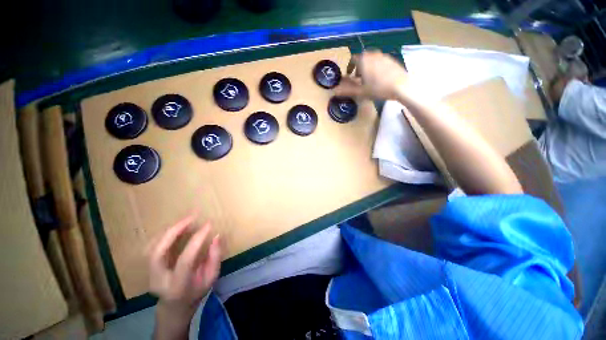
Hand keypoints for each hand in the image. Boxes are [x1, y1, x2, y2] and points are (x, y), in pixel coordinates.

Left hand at [148, 215, 221, 318]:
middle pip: (159, 252)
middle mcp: (159, 279)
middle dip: (175, 230)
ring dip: (169, 230)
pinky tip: (176, 227)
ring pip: (152, 247)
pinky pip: (152, 246)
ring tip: (186, 219)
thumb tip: (216, 236)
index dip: (197, 240)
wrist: (174, 307)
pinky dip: (164, 234)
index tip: (209, 224)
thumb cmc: (196, 292)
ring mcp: (150, 273)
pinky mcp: (148, 267)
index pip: (185, 260)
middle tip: (192, 217)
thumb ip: (214, 257)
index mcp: (178, 285)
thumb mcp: (211, 278)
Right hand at [335, 51, 408, 100]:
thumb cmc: (378, 89)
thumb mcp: (361, 92)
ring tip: (368, 78)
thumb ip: (347, 90)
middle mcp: (373, 54)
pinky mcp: (391, 59)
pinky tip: (379, 77)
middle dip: (359, 67)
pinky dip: (376, 67)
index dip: (349, 67)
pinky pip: (380, 61)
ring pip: (372, 59)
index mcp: (364, 60)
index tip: (349, 75)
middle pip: (363, 58)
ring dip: (367, 66)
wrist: (401, 87)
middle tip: (358, 78)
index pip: (353, 59)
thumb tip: (335, 92)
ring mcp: (384, 56)